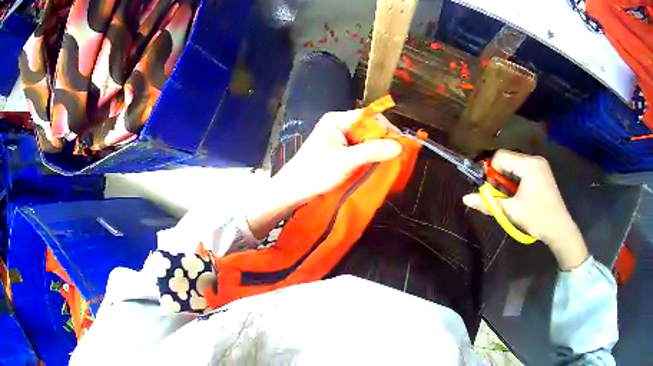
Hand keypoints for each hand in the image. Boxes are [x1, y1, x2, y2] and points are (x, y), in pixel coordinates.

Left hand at [271, 109, 402, 204]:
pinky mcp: (339, 151)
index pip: (369, 117)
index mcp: (337, 120)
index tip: (400, 145)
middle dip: (382, 140)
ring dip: (376, 150)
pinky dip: (369, 156)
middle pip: (368, 128)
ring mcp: (338, 138)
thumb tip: (400, 146)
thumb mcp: (346, 161)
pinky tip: (376, 165)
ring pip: (365, 140)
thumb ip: (373, 151)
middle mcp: (339, 125)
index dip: (386, 129)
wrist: (293, 191)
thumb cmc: (316, 172)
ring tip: (389, 162)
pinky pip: (359, 149)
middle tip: (396, 156)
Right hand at [462, 150, 588, 269]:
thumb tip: (466, 198)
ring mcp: (540, 165)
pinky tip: (521, 196)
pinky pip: (524, 170)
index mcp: (528, 165)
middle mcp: (535, 159)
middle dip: (501, 178)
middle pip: (508, 160)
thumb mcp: (511, 211)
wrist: (560, 228)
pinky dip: (517, 181)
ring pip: (515, 166)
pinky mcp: (543, 172)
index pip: (501, 157)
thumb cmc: (537, 218)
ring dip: (508, 180)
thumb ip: (489, 203)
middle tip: (503, 197)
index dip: (492, 172)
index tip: (494, 191)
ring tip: (512, 198)